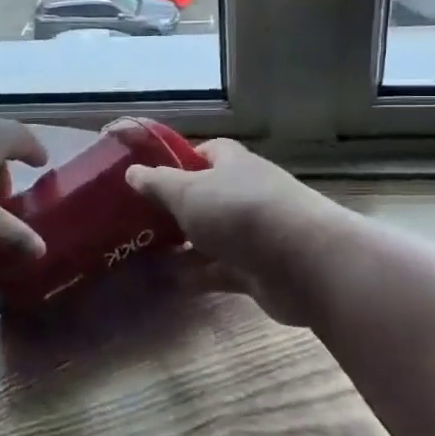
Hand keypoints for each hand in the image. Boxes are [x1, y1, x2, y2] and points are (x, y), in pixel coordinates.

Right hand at [126, 139, 332, 324]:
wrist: (302, 262)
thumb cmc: (239, 212)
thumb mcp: (187, 191)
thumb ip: (157, 183)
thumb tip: (131, 171)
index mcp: (233, 164)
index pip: (206, 152)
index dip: (180, 160)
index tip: (150, 175)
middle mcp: (246, 194)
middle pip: (207, 196)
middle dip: (177, 207)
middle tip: (139, 219)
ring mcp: (254, 233)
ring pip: (212, 236)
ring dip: (185, 245)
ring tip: (145, 254)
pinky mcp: (258, 270)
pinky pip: (220, 270)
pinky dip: (198, 275)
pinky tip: (170, 282)